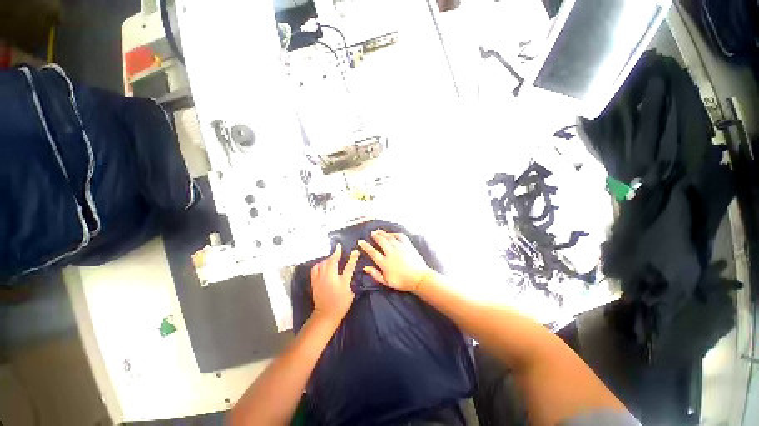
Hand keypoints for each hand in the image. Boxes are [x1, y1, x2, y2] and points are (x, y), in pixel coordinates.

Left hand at [311, 244, 358, 323]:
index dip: (352, 257)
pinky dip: (319, 264)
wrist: (326, 314)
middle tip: (338, 249)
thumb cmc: (341, 304)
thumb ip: (349, 280)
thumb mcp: (350, 293)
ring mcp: (321, 279)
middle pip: (332, 261)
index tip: (355, 251)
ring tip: (331, 257)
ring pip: (323, 263)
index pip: (349, 266)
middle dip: (336, 253)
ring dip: (328, 258)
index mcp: (342, 281)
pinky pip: (315, 268)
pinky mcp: (314, 282)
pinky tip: (321, 264)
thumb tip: (349, 271)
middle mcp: (330, 278)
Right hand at [358, 229, 431, 292]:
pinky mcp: (408, 245)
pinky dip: (395, 234)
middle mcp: (391, 253)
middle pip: (381, 241)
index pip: (372, 252)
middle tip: (372, 233)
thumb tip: (365, 268)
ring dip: (383, 233)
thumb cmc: (402, 282)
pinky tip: (392, 234)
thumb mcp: (387, 282)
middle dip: (375, 236)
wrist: (419, 278)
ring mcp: (400, 248)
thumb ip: (375, 274)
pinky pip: (400, 236)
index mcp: (385, 263)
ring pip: (390, 237)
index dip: (365, 246)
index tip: (360, 241)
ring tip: (379, 231)